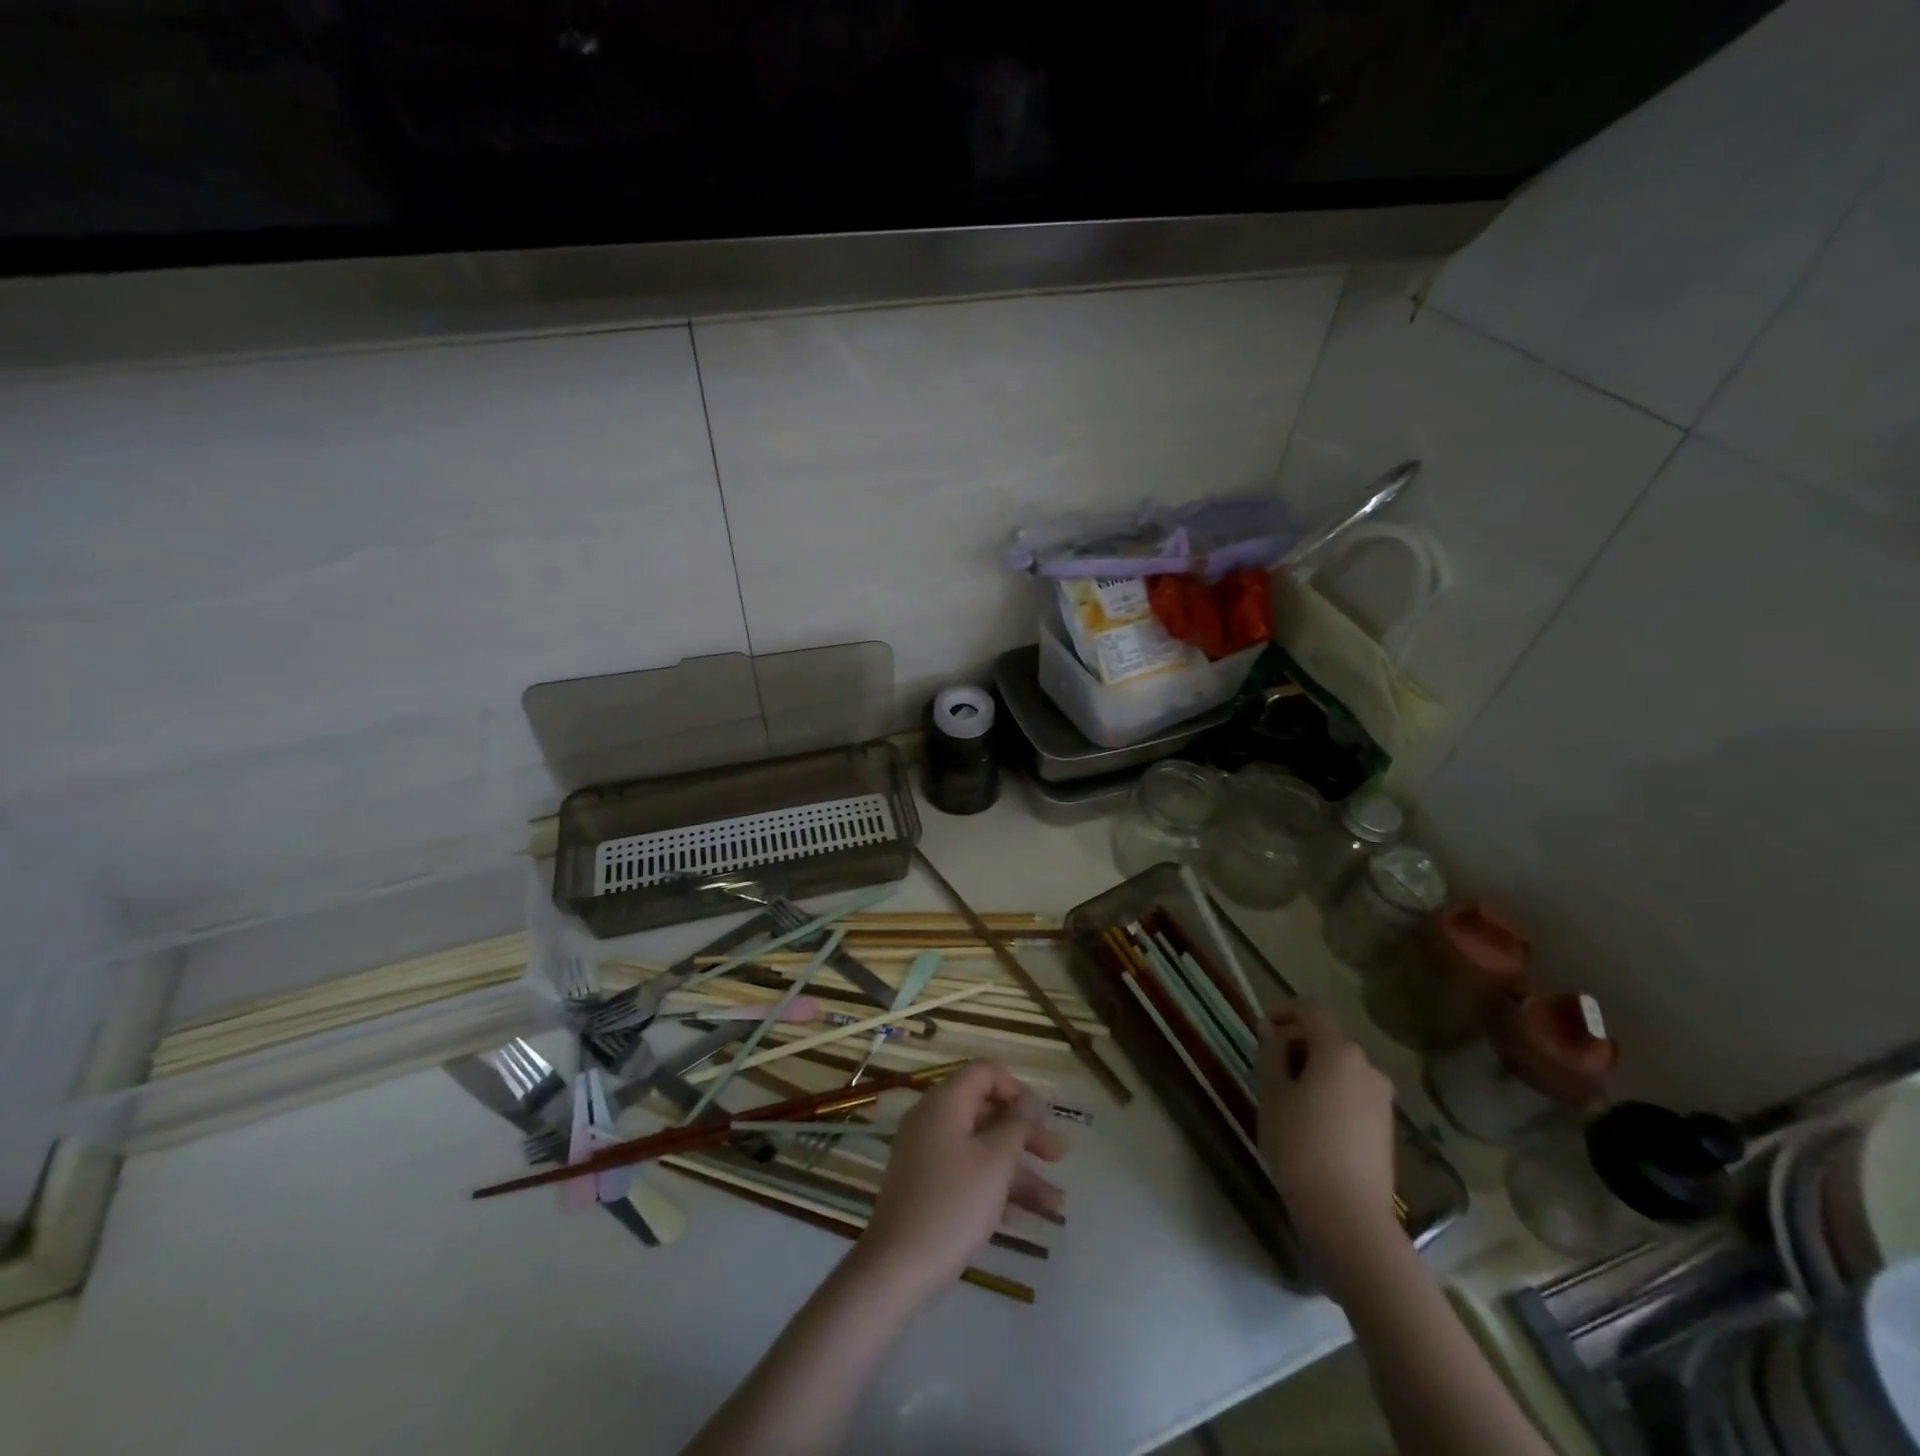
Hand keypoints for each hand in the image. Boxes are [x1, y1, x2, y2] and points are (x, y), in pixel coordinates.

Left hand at [860, 1061, 1066, 1295]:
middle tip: (1059, 1157)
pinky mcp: (926, 1185)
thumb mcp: (996, 1161)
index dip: (1017, 1089)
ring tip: (1057, 1205)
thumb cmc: (953, 1204)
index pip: (984, 1072)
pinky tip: (1024, 1218)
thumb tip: (1029, 1101)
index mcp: (946, 1101)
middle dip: (1026, 1134)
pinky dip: (995, 1187)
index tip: (1043, 1117)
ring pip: (981, 1148)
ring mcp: (927, 1153)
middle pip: (987, 1112)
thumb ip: (1017, 1125)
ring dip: (1019, 1171)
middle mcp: (934, 1119)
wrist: (897, 1267)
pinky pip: (967, 1172)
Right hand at [1258, 1001, 1400, 1274]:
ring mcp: (1381, 1098)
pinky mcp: (1386, 1126)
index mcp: (1339, 1051)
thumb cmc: (1300, 1146)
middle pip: (1327, 1037)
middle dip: (1295, 1043)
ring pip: (1340, 1066)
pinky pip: (1352, 1091)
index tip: (1259, 1028)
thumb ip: (1271, 1053)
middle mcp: (1367, 1066)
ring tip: (1285, 1097)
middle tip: (1266, 1067)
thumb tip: (1271, 1029)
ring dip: (1312, 1068)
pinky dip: (1329, 1091)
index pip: (1310, 1009)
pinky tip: (1310, 1121)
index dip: (1282, 1009)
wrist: (1349, 1217)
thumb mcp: (1272, 1093)